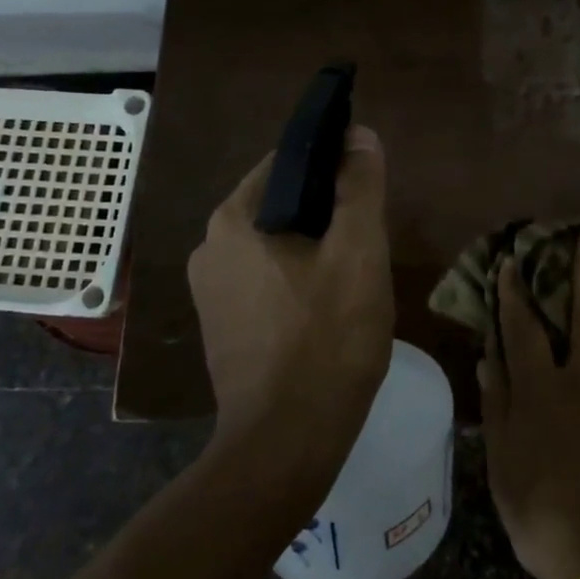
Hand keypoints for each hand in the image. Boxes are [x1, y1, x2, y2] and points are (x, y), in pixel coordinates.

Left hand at [187, 125, 394, 453]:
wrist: (287, 442)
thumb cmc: (327, 339)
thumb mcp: (358, 253)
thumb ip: (359, 187)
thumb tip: (359, 135)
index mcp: (233, 219)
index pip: (288, 161)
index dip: (333, 163)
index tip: (369, 185)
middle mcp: (209, 247)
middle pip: (281, 204)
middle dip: (327, 212)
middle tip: (370, 237)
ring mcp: (210, 291)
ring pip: (276, 244)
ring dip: (315, 247)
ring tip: (356, 273)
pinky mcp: (221, 326)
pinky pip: (266, 279)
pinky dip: (298, 278)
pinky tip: (329, 306)